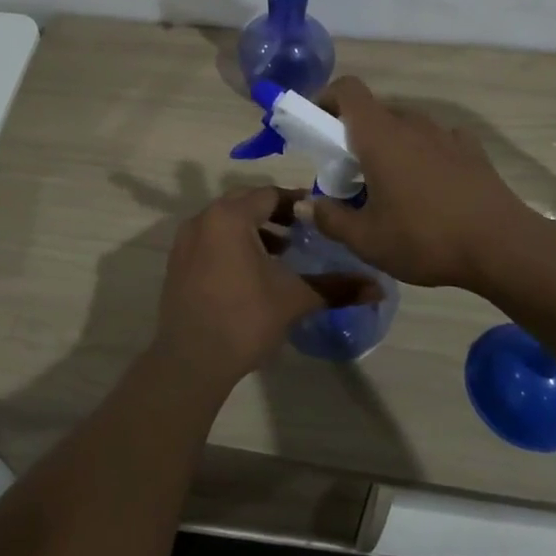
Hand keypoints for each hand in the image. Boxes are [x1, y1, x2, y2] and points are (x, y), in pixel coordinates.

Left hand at [155, 187, 381, 388]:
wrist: (191, 361)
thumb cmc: (245, 319)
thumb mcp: (295, 299)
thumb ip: (336, 287)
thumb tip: (378, 288)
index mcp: (230, 217)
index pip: (270, 194)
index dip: (298, 203)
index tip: (320, 218)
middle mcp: (203, 219)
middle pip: (245, 203)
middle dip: (276, 214)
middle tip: (303, 233)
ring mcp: (185, 242)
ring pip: (226, 222)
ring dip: (254, 230)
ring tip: (281, 254)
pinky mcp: (177, 263)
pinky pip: (210, 240)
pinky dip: (233, 245)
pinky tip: (252, 273)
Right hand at [298, 77, 538, 290]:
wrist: (502, 246)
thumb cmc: (424, 238)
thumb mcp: (366, 239)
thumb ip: (330, 219)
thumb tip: (304, 204)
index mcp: (379, 135)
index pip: (348, 90)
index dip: (326, 99)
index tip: (315, 128)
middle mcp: (411, 123)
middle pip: (374, 112)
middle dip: (354, 135)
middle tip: (349, 174)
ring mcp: (445, 134)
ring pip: (405, 127)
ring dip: (389, 146)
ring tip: (389, 187)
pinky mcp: (471, 150)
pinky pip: (436, 142)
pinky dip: (423, 155)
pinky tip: (429, 187)